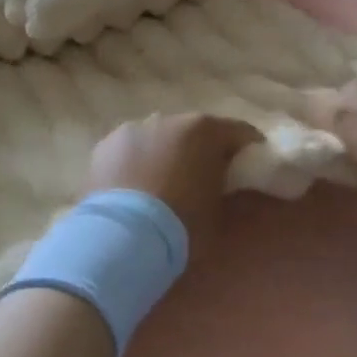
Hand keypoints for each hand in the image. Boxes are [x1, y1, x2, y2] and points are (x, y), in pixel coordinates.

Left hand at [88, 113, 262, 242]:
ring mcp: (132, 128)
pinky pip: (130, 151)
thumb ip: (224, 187)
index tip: (252, 167)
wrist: (122, 237)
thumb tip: (223, 182)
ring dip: (165, 154)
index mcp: (204, 129)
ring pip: (158, 138)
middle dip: (201, 151)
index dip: (248, 149)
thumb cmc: (181, 225)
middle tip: (204, 179)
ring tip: (162, 185)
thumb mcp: (218, 212)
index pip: (239, 132)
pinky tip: (134, 188)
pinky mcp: (104, 145)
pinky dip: (136, 163)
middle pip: (194, 131)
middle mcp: (168, 118)